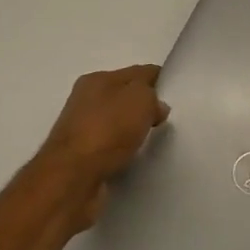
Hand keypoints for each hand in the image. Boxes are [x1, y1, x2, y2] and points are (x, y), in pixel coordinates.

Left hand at [40, 65, 169, 224]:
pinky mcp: (81, 156)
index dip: (158, 79)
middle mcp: (85, 100)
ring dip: (133, 129)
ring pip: (117, 123)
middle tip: (168, 119)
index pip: (136, 72)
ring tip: (155, 140)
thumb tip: (156, 106)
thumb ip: (152, 96)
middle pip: (124, 97)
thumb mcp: (140, 99)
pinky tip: (135, 156)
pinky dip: (123, 149)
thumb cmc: (107, 130)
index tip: (176, 93)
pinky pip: (111, 146)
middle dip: (145, 105)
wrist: (73, 177)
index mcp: (97, 79)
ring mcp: (81, 129)